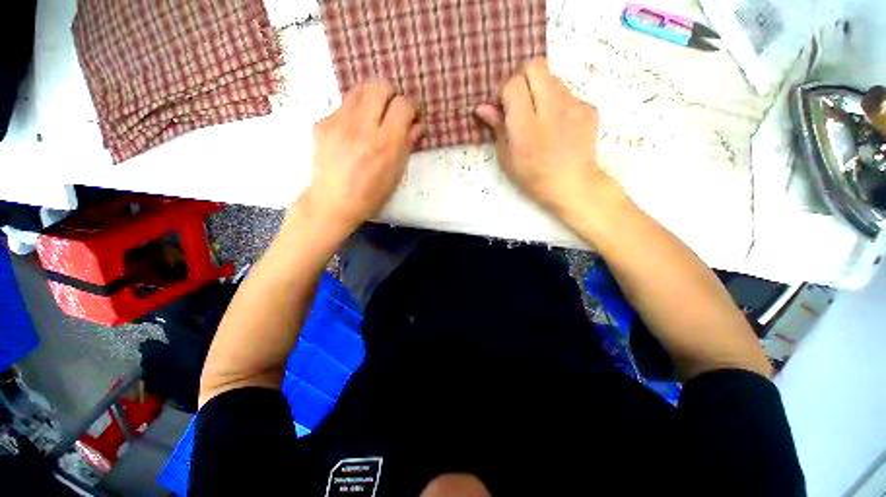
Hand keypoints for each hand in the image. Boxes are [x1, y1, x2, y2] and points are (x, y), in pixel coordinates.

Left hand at [302, 80, 422, 232]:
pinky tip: (353, 133)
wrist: (332, 203)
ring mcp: (338, 122)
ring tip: (373, 117)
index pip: (403, 104)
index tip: (410, 118)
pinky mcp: (322, 123)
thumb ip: (408, 144)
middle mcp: (362, 126)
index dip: (410, 109)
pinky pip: (343, 106)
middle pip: (380, 86)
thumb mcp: (396, 174)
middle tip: (392, 113)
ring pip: (359, 89)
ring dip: (372, 98)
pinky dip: (354, 113)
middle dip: (391, 96)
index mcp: (385, 144)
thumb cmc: (371, 195)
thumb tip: (417, 124)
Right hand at [475, 58, 621, 216]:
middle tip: (520, 101)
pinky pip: (568, 93)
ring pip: (553, 78)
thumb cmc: (533, 177)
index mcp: (526, 126)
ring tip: (540, 116)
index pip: (513, 84)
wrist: (572, 185)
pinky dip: (558, 103)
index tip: (503, 105)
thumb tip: (482, 107)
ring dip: (540, 90)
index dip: (504, 90)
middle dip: (523, 78)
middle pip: (535, 66)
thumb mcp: (507, 158)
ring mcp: (574, 105)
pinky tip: (558, 125)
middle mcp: (552, 109)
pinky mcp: (589, 108)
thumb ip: (497, 128)